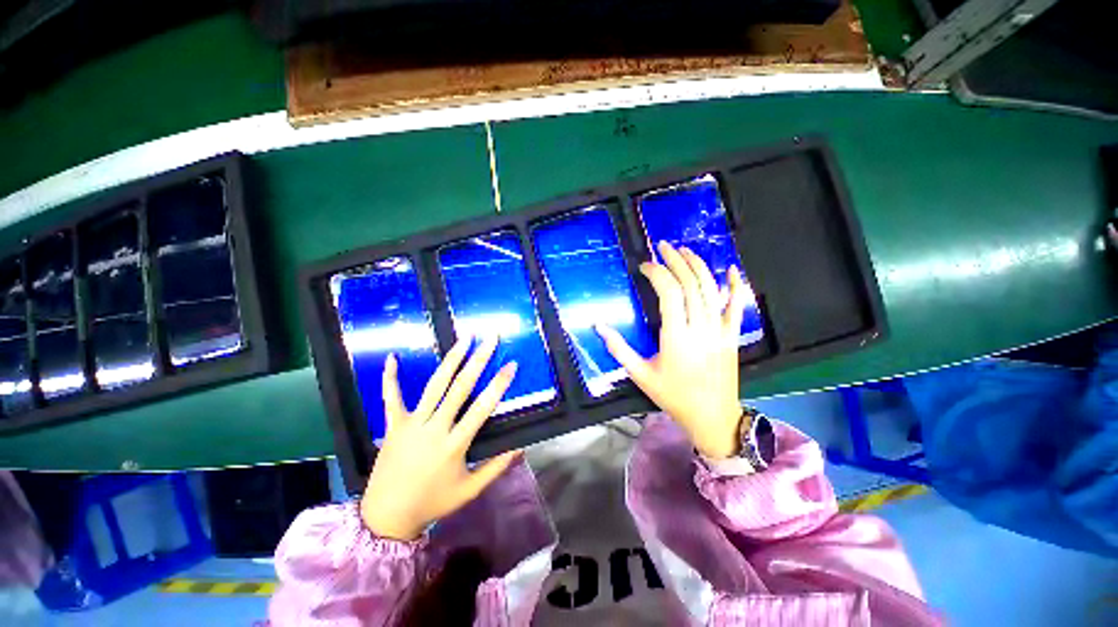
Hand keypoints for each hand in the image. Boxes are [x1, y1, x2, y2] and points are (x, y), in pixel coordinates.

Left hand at [361, 337, 519, 540]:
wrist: (386, 517)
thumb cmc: (433, 503)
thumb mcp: (470, 490)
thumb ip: (496, 467)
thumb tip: (521, 446)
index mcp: (455, 444)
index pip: (482, 407)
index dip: (498, 384)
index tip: (511, 364)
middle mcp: (435, 428)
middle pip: (460, 387)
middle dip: (478, 360)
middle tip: (490, 339)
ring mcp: (412, 424)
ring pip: (435, 385)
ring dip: (451, 359)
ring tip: (465, 339)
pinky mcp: (393, 425)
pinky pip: (391, 398)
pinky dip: (390, 378)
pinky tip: (392, 357)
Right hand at [596, 241, 747, 458]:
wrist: (712, 416)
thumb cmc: (673, 396)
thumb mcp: (640, 375)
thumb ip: (619, 349)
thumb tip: (599, 326)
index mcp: (677, 337)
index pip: (669, 293)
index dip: (657, 273)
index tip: (644, 266)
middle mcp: (700, 328)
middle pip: (691, 284)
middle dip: (676, 261)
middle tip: (663, 247)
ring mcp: (720, 330)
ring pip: (711, 289)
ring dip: (698, 266)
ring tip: (685, 251)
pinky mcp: (732, 335)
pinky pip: (737, 306)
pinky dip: (736, 286)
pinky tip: (731, 269)